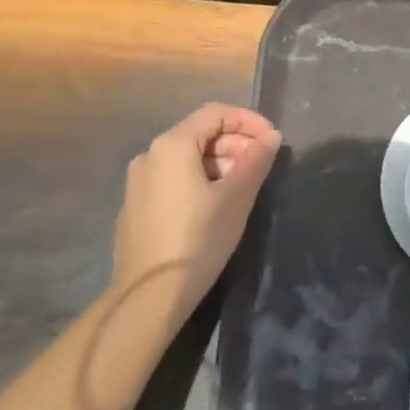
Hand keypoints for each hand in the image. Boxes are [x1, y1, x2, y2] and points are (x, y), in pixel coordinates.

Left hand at [113, 103, 281, 322]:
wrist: (149, 296)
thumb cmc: (198, 239)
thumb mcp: (237, 197)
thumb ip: (256, 160)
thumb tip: (271, 137)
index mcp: (172, 144)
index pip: (216, 113)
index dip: (248, 121)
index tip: (273, 141)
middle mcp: (150, 155)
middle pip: (201, 134)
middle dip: (236, 144)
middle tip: (263, 167)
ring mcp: (139, 182)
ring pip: (188, 158)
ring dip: (221, 163)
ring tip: (245, 187)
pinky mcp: (136, 206)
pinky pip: (174, 179)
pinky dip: (200, 180)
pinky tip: (217, 205)